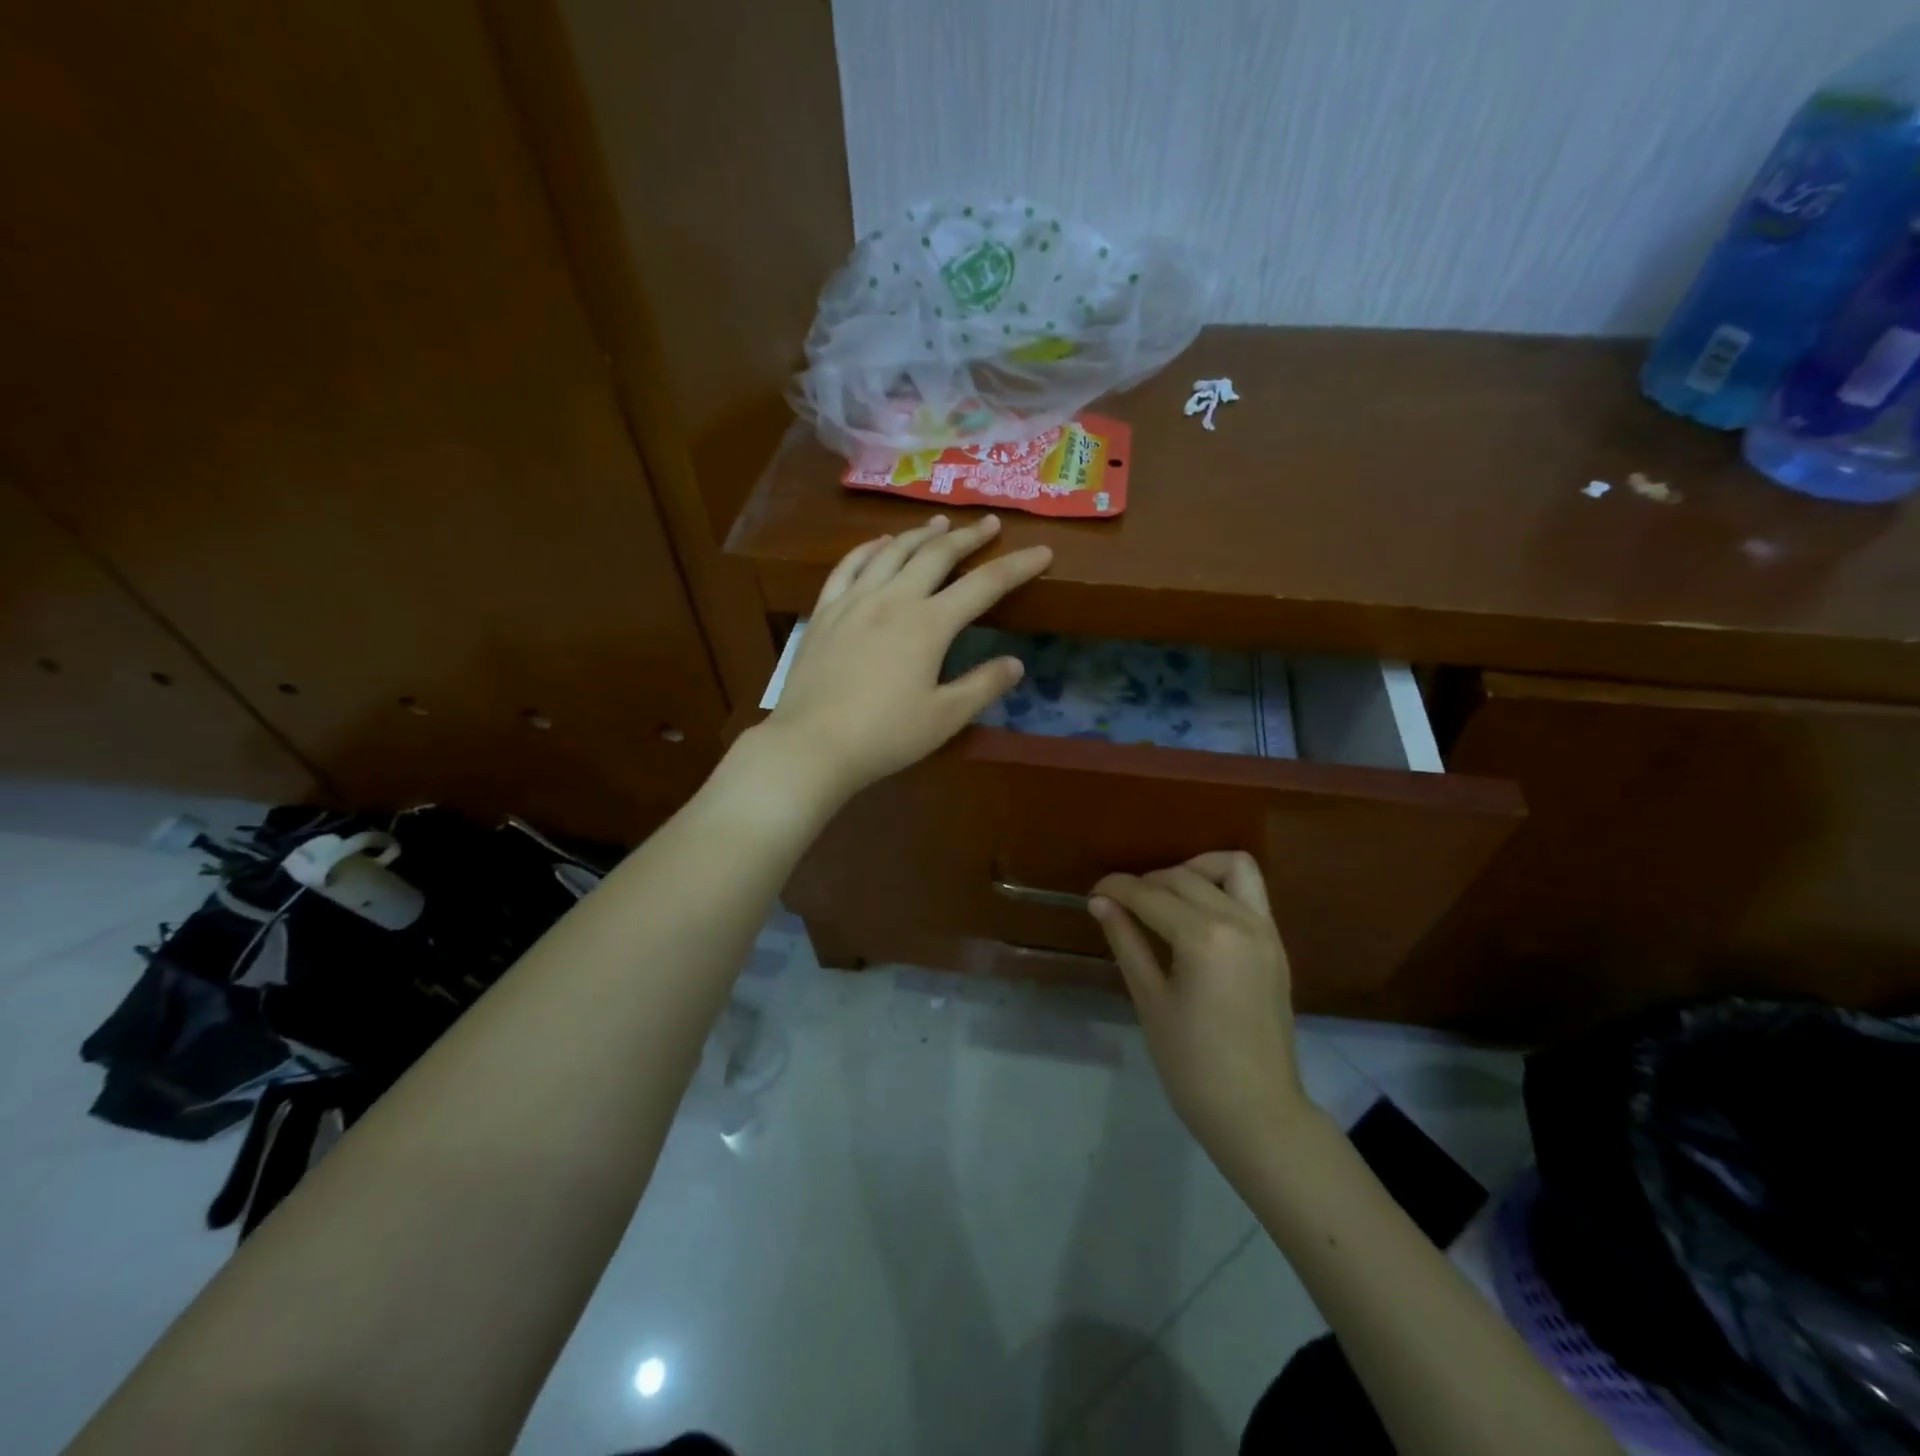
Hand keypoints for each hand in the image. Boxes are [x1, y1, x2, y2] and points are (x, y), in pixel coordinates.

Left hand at [759, 513, 1051, 802]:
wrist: (812, 745)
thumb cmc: (885, 735)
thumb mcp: (945, 718)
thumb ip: (983, 686)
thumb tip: (1016, 663)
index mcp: (929, 624)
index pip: (984, 585)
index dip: (1017, 566)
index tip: (1042, 552)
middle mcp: (893, 599)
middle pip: (937, 555)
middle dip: (968, 537)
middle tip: (989, 523)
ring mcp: (854, 600)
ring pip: (892, 551)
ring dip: (921, 534)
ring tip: (940, 524)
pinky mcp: (825, 611)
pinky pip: (848, 565)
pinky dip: (869, 548)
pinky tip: (880, 544)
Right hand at [1090, 853, 1314, 1164]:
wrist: (1257, 1112)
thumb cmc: (1192, 1064)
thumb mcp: (1150, 1001)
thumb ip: (1127, 942)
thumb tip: (1100, 902)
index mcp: (1205, 938)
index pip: (1151, 895)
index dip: (1117, 889)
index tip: (1093, 892)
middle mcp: (1240, 921)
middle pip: (1184, 877)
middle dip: (1146, 882)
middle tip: (1119, 904)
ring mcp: (1265, 931)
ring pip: (1231, 867)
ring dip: (1194, 870)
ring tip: (1165, 897)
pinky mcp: (1276, 944)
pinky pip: (1251, 892)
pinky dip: (1220, 886)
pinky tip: (1194, 913)